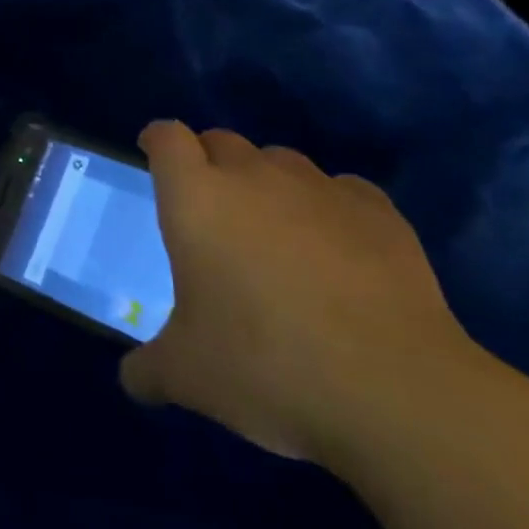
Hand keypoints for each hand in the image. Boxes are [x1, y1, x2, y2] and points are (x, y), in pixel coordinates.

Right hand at [122, 122, 475, 467]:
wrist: (395, 391)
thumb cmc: (265, 367)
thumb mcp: (187, 376)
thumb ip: (147, 369)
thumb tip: (133, 379)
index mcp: (196, 199)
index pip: (167, 137)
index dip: (157, 140)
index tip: (152, 154)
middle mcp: (254, 177)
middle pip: (222, 140)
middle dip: (208, 161)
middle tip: (208, 206)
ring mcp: (320, 189)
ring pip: (280, 161)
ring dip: (266, 182)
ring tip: (273, 230)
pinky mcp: (378, 211)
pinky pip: (339, 191)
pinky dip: (327, 208)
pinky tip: (336, 250)